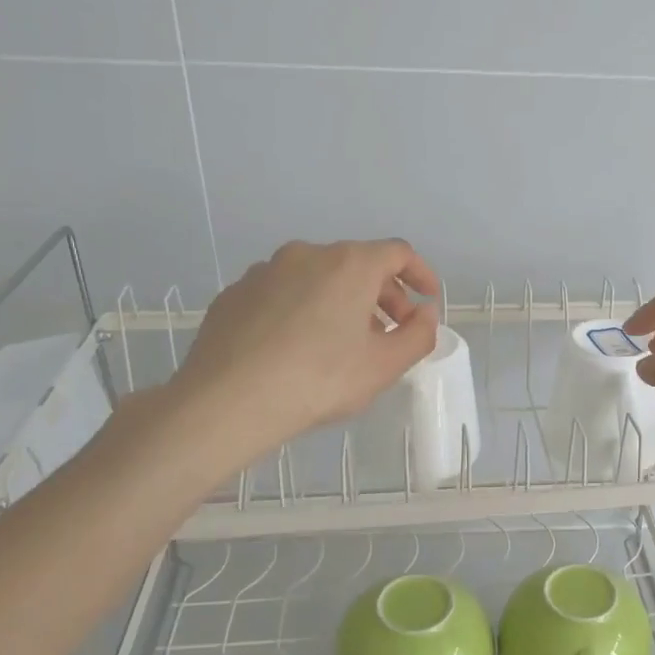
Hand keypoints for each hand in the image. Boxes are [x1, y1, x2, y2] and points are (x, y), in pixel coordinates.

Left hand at [170, 239, 439, 456]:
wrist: (227, 401)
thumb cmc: (318, 380)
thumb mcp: (384, 367)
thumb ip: (418, 335)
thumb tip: (425, 314)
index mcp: (349, 264)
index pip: (397, 253)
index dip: (420, 274)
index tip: (427, 300)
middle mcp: (307, 255)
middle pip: (357, 263)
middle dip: (383, 294)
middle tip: (391, 332)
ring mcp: (265, 271)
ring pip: (317, 278)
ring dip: (341, 302)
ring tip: (344, 344)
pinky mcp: (235, 294)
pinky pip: (283, 293)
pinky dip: (303, 309)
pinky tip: (297, 348)